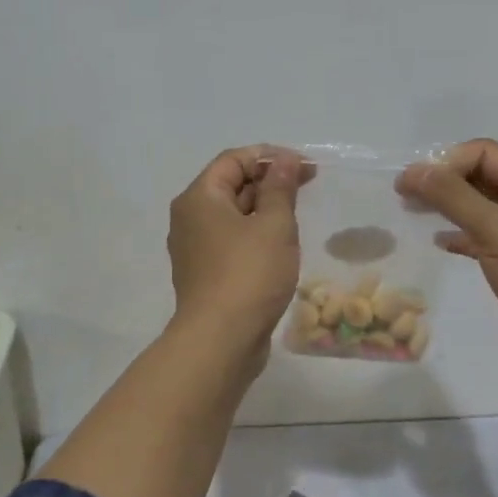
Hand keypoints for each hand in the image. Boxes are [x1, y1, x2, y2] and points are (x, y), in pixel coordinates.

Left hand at [167, 146, 307, 357]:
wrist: (221, 340)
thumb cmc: (249, 274)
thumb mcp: (274, 225)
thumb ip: (281, 187)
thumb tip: (285, 160)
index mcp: (199, 198)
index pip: (234, 160)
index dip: (270, 156)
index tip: (305, 166)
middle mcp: (189, 218)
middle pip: (231, 185)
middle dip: (269, 182)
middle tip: (308, 187)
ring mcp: (194, 248)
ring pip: (233, 215)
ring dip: (265, 209)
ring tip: (297, 216)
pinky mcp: (205, 274)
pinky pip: (231, 241)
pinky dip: (255, 235)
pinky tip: (280, 247)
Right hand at [397, 138, 497, 370]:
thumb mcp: (494, 227)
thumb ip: (451, 195)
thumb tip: (413, 171)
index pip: (486, 153)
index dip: (448, 162)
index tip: (414, 182)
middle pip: (484, 176)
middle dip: (445, 182)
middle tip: (406, 195)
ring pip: (483, 207)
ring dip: (450, 207)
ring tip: (414, 212)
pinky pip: (487, 236)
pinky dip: (463, 235)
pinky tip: (441, 242)